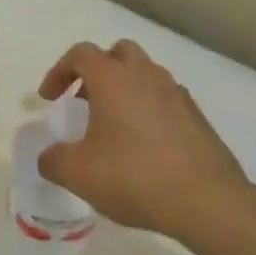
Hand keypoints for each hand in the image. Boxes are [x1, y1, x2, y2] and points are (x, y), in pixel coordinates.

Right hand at [36, 40, 252, 238]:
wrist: (206, 201)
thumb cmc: (134, 177)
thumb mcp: (77, 173)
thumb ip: (53, 160)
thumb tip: (50, 156)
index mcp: (114, 79)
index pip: (81, 54)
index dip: (59, 72)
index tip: (50, 99)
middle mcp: (147, 76)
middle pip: (119, 53)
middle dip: (97, 71)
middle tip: (84, 100)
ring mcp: (177, 94)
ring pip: (145, 75)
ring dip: (124, 90)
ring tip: (112, 126)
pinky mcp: (197, 117)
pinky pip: (165, 100)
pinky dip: (148, 110)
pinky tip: (142, 146)